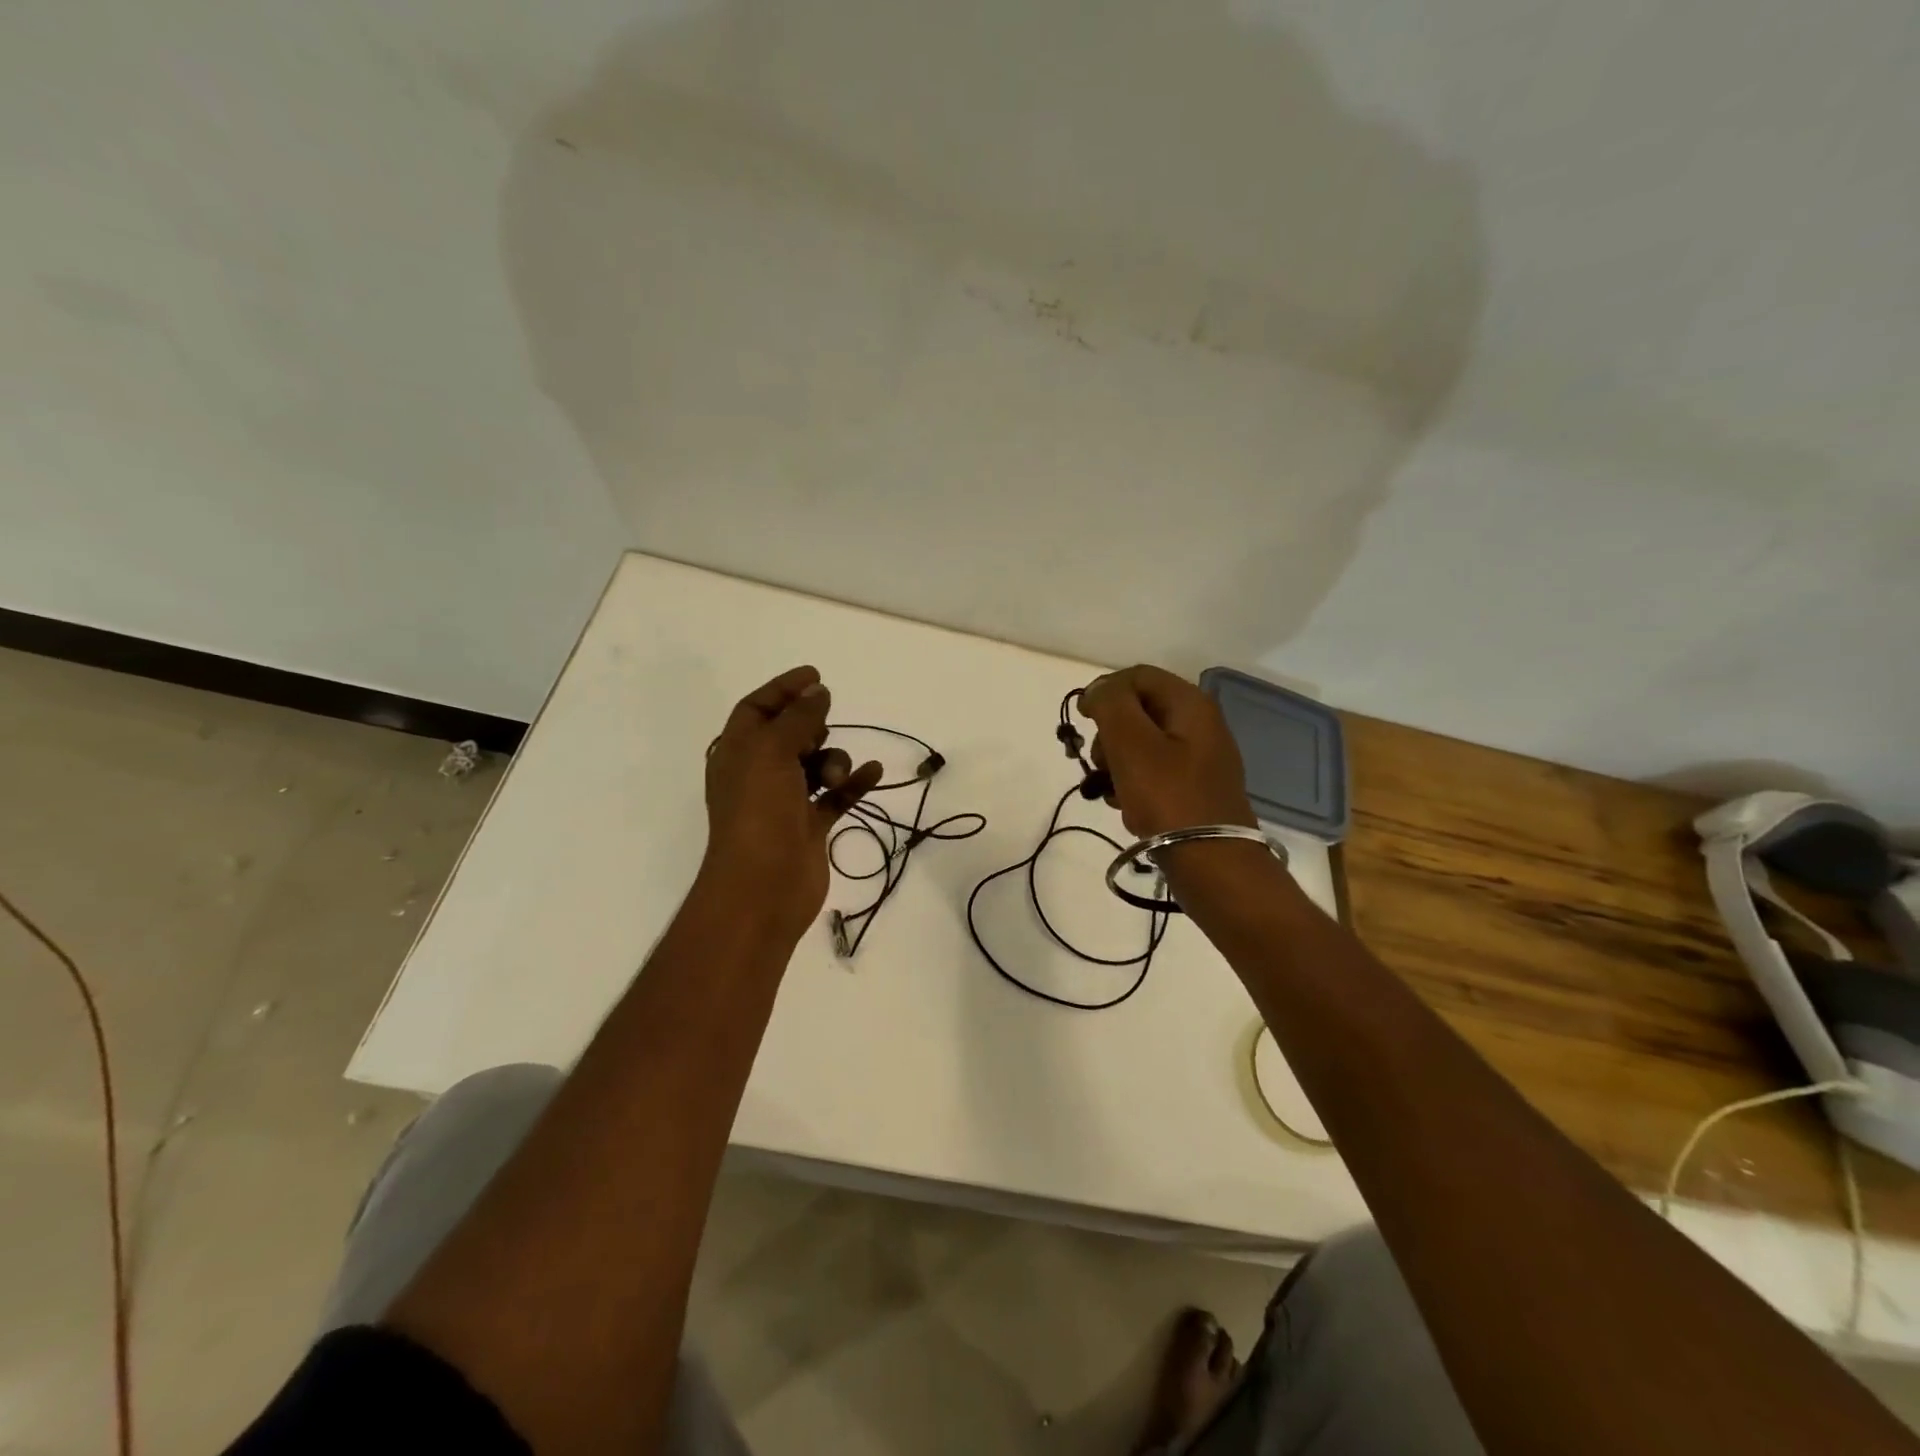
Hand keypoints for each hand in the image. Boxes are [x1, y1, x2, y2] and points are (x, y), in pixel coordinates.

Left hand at [702, 666, 881, 936]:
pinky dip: (854, 782)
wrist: (763, 887)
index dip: (783, 689)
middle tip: (821, 731)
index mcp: (737, 752)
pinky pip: (837, 795)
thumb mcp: (772, 751)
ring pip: (816, 764)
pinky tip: (874, 771)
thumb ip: (798, 717)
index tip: (816, 675)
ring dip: (834, 760)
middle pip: (789, 734)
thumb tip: (817, 690)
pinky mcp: (810, 825)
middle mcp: (759, 773)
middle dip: (811, 727)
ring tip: (836, 774)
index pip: (757, 709)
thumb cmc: (759, 811)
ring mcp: (785, 801)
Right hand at [1079, 665, 1254, 838]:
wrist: (1211, 862)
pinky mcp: (1193, 788)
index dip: (1104, 691)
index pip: (1137, 676)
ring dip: (1115, 762)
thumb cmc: (1168, 797)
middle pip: (1138, 710)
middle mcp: (1199, 725)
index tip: (1082, 721)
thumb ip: (1110, 704)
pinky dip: (1132, 783)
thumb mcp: (1131, 743)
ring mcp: (1198, 758)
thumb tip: (1098, 690)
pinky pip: (1153, 772)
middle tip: (1098, 762)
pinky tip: (1123, 805)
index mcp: (1190, 704)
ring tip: (1108, 790)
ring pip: (1141, 744)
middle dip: (1109, 734)